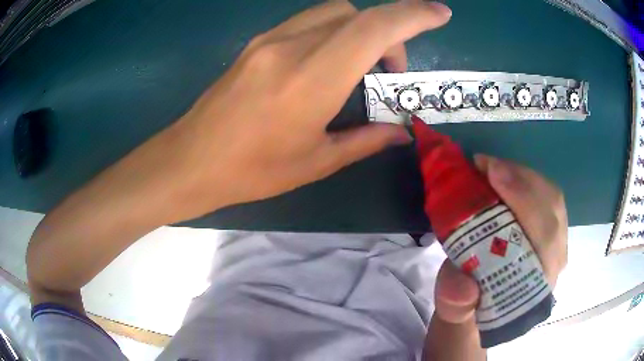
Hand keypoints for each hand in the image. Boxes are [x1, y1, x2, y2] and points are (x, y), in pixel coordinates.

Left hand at [162, 0, 451, 222]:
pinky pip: (306, 23)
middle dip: (387, 32)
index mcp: (312, 78)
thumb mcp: (315, 162)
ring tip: (359, 68)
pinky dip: (332, 33)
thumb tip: (401, 132)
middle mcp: (291, 47)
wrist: (191, 160)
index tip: (440, 14)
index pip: (374, 28)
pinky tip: (326, 64)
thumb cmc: (251, 170)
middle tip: (389, 71)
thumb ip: (365, 140)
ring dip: (358, 30)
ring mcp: (269, 41)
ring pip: (331, 13)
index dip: (414, 15)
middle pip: (355, 13)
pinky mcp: (256, 44)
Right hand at [433, 155, 567, 323]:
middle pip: (552, 211)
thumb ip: (456, 302)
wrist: (483, 301)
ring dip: (523, 176)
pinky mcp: (552, 228)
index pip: (546, 239)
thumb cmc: (470, 304)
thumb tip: (464, 285)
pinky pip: (548, 195)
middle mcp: (555, 262)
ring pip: (553, 199)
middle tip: (487, 165)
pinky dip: (526, 179)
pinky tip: (505, 175)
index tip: (493, 175)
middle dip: (522, 182)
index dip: (525, 202)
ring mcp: (557, 242)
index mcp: (536, 285)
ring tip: (492, 167)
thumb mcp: (455, 309)